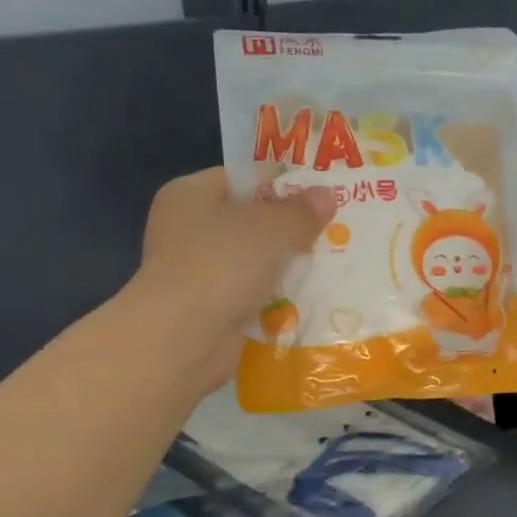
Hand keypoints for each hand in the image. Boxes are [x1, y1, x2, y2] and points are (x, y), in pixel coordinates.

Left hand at [133, 168, 334, 384]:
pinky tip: (307, 300)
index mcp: (190, 194)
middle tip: (333, 232)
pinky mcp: (206, 310)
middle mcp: (186, 229)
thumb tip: (326, 195)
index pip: (243, 179)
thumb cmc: (223, 264)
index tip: (321, 197)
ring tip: (329, 266)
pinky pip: (249, 296)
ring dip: (284, 267)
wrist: (183, 338)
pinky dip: (273, 299)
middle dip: (288, 230)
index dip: (283, 184)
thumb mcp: (272, 228)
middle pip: (249, 221)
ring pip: (252, 261)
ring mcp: (194, 272)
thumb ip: (302, 211)